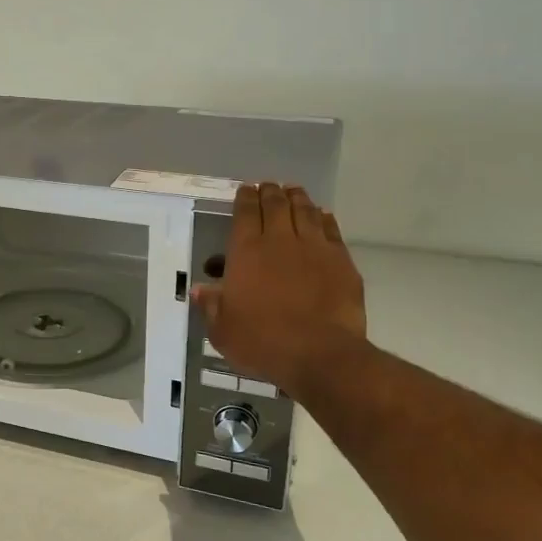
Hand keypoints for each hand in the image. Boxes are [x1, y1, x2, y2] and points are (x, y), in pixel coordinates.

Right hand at [193, 183, 366, 402]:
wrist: (320, 354)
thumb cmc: (263, 342)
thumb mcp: (223, 331)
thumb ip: (211, 306)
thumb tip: (199, 289)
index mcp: (247, 252)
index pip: (245, 213)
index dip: (244, 198)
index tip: (245, 190)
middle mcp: (280, 241)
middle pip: (276, 205)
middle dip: (270, 192)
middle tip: (268, 186)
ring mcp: (315, 248)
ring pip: (305, 211)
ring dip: (297, 198)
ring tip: (293, 192)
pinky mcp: (341, 261)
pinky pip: (331, 230)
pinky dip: (324, 219)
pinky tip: (322, 216)